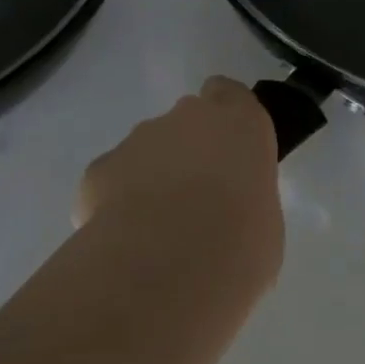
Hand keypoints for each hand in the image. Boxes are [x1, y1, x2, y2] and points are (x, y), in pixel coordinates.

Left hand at [76, 77, 283, 285]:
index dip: (225, 117)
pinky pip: (113, 180)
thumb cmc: (239, 244)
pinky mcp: (99, 168)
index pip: (228, 94)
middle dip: (187, 153)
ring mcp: (138, 139)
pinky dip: (117, 203)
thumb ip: (244, 196)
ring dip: (152, 179)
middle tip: (196, 203)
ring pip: (147, 151)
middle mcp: (187, 118)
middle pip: (186, 122)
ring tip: (158, 232)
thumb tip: (226, 211)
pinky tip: (127, 241)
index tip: (227, 150)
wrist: (168, 269)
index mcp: (239, 123)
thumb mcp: (265, 222)